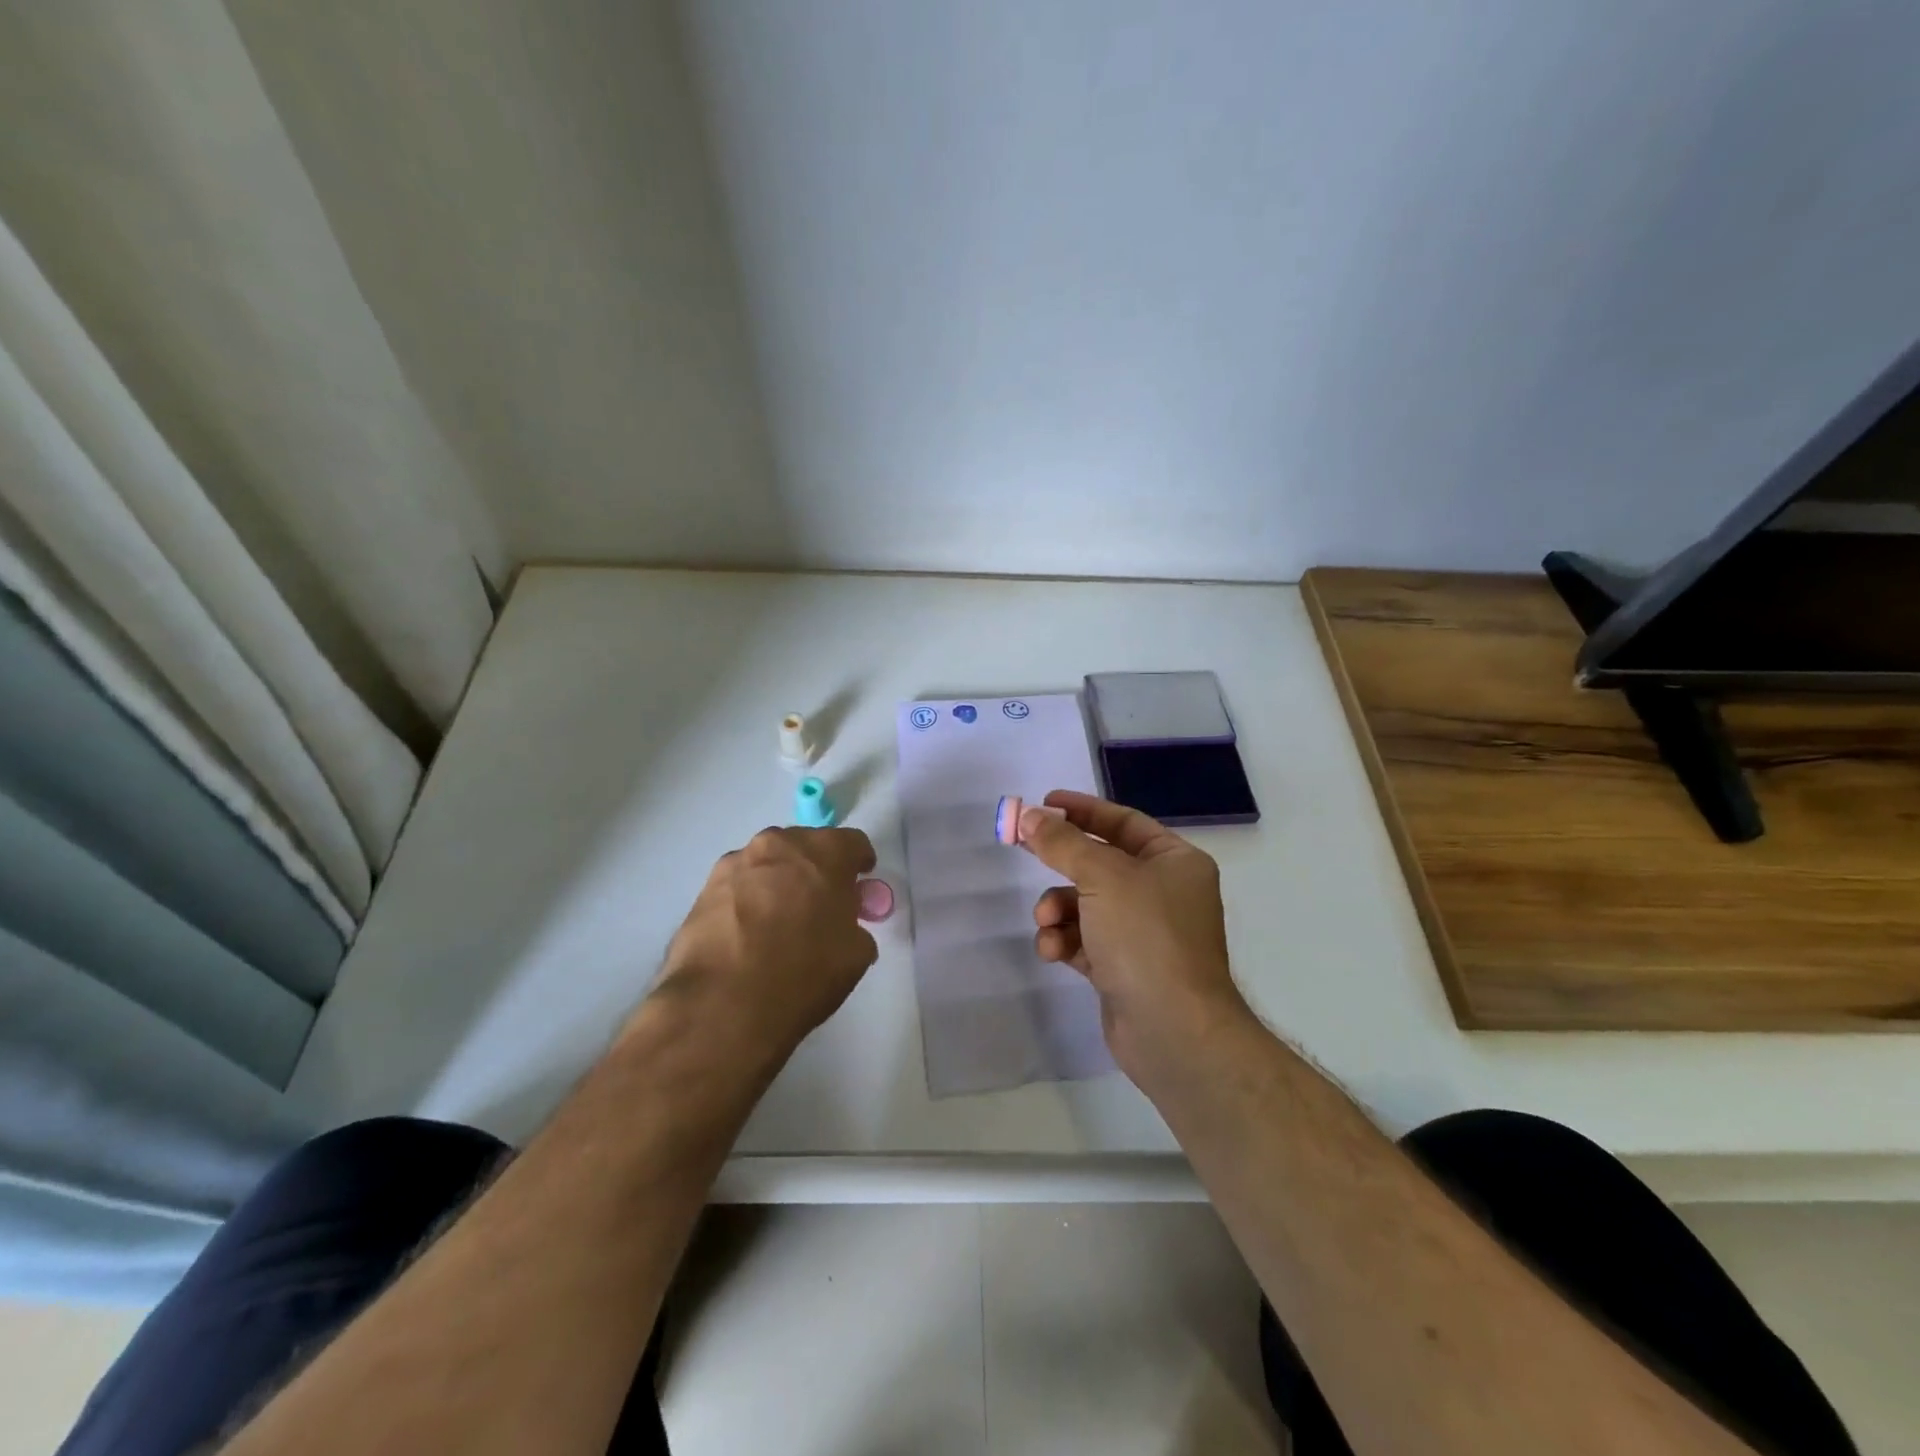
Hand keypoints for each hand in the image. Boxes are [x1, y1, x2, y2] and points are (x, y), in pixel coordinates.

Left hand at [653, 826, 878, 1058]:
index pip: (853, 842)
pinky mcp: (705, 888)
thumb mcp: (856, 954)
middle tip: (820, 903)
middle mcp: (779, 844)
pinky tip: (748, 934)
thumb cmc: (804, 972)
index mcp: (824, 851)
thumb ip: (855, 926)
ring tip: (779, 920)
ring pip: (768, 863)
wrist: (724, 1004)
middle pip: (806, 846)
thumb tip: (842, 927)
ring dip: (779, 882)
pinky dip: (748, 900)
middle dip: (816, 869)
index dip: (860, 863)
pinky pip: (738, 886)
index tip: (860, 884)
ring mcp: (736, 863)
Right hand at [1020, 792, 1250, 1079]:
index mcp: (1175, 862)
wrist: (1172, 1031)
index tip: (1044, 803)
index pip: (1124, 822)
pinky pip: (1084, 940)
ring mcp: (1144, 933)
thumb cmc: (1146, 937)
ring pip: (1086, 904)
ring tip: (1046, 922)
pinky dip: (1065, 941)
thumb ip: (1062, 843)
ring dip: (1058, 909)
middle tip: (1022, 848)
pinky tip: (1054, 951)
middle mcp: (1163, 893)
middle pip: (1100, 863)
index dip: (1083, 810)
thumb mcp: (1102, 877)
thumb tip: (1030, 816)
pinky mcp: (1123, 968)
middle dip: (1061, 861)